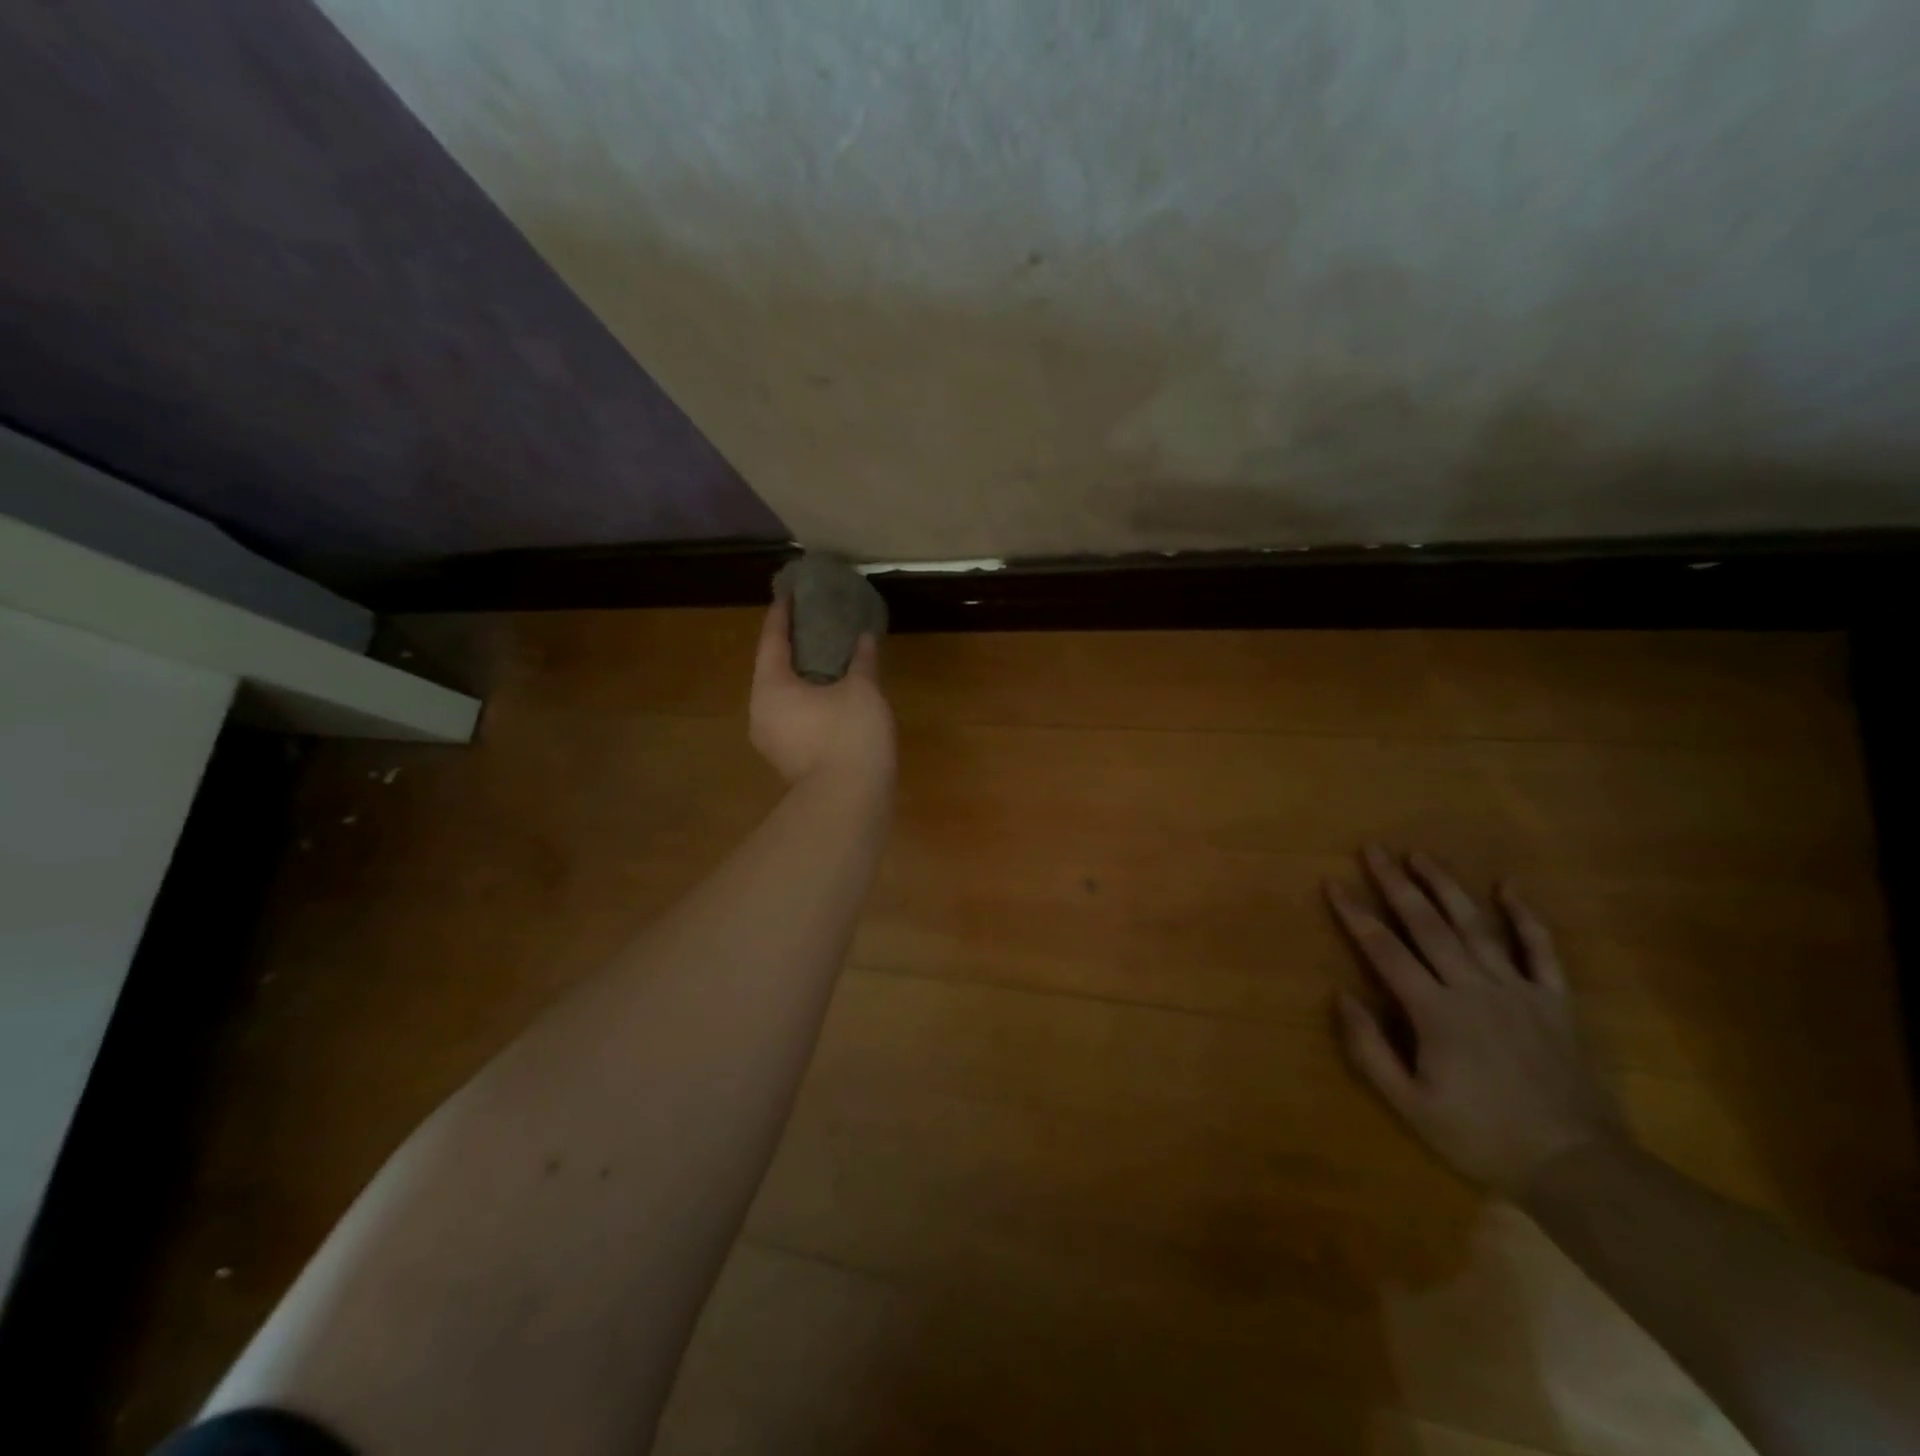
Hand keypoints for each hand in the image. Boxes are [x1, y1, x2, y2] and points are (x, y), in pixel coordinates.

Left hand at [749, 594, 895, 787]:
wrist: (848, 802)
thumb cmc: (849, 735)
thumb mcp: (862, 690)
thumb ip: (862, 660)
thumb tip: (864, 637)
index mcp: (771, 687)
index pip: (772, 640)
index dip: (782, 615)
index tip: (789, 594)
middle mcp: (761, 711)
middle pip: (771, 669)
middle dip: (790, 647)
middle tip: (810, 624)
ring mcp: (771, 740)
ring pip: (782, 697)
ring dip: (800, 677)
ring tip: (823, 659)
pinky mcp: (787, 760)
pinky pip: (792, 717)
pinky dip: (807, 700)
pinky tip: (830, 695)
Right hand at [1327, 847, 1623, 1193]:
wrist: (1578, 1168)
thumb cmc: (1481, 1137)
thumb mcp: (1409, 1104)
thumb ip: (1370, 1049)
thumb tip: (1342, 995)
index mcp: (1435, 1012)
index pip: (1385, 950)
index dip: (1356, 914)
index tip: (1334, 883)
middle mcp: (1474, 988)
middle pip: (1427, 925)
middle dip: (1396, 884)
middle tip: (1374, 850)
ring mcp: (1519, 990)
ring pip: (1476, 926)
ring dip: (1446, 887)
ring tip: (1421, 855)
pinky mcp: (1555, 1001)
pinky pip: (1541, 950)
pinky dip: (1526, 916)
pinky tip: (1509, 887)